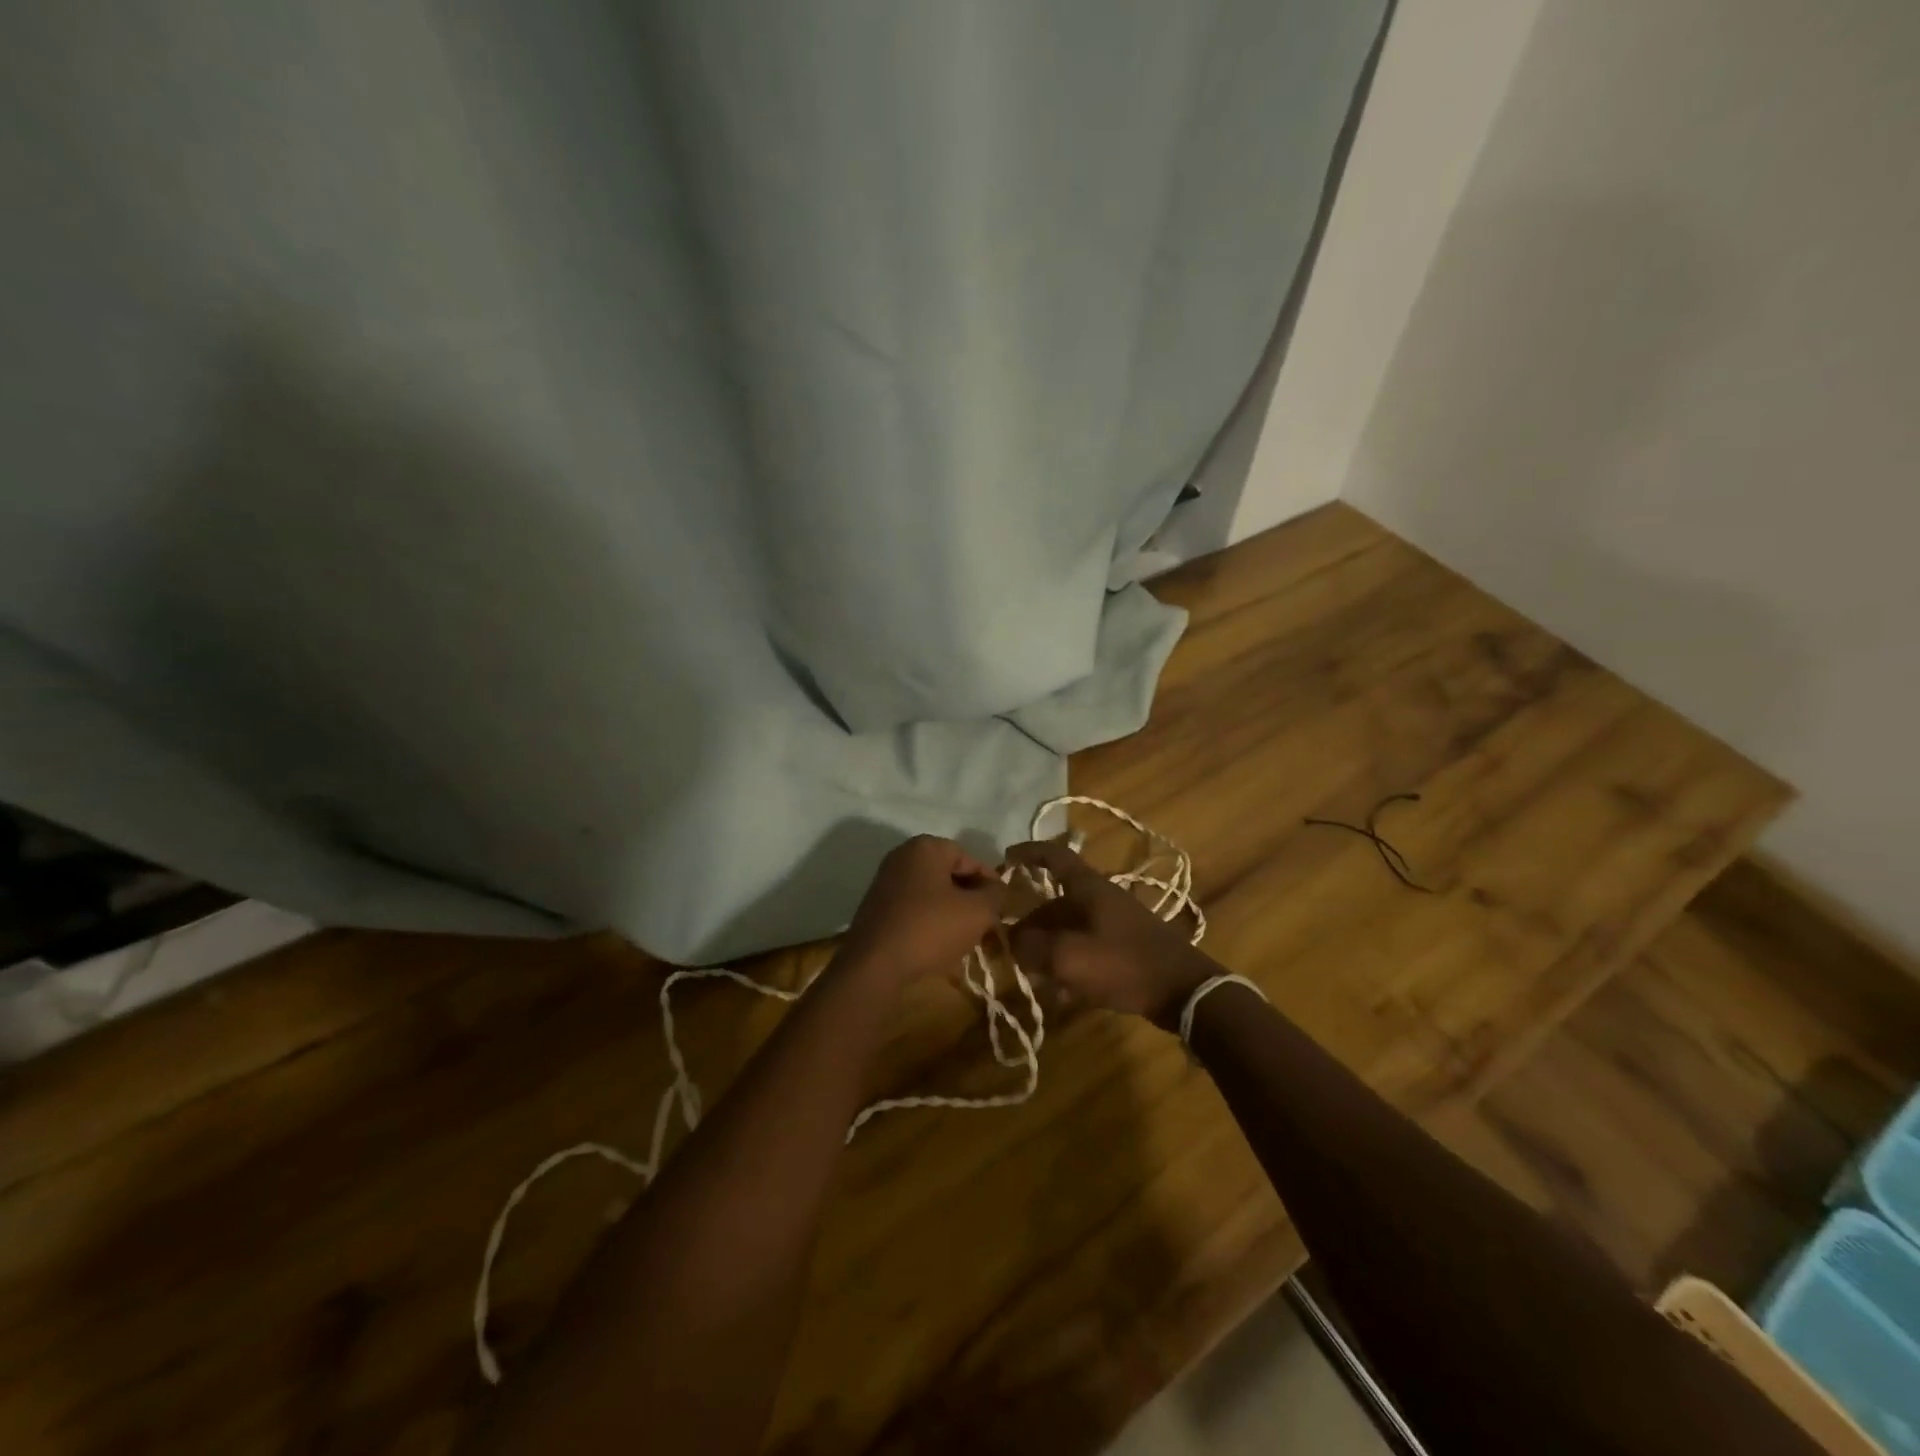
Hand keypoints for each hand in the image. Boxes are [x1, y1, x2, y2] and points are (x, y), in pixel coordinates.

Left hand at [839, 836, 1005, 986]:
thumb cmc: (930, 929)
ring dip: (950, 911)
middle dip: (969, 897)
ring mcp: (885, 881)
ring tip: (964, 937)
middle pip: (948, 874)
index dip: (989, 883)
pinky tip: (938, 943)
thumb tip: (997, 888)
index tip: (1000, 907)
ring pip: (931, 892)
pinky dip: (929, 920)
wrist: (874, 965)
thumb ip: (995, 895)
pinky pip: (913, 908)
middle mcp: (902, 856)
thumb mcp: (977, 912)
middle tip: (985, 922)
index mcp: (926, 847)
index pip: (969, 859)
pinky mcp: (876, 907)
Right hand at [1004, 840, 1218, 1026]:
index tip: (1005, 857)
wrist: (1183, 990)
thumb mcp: (1070, 957)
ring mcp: (1115, 920)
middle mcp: (1100, 897)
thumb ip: (1033, 947)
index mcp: (1088, 888)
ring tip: (1031, 971)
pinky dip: (1068, 958)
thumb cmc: (1124, 964)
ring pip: (1069, 925)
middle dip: (1030, 921)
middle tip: (1011, 946)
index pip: (1054, 856)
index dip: (1028, 853)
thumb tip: (1013, 940)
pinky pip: (1085, 943)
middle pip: (1056, 901)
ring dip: (1047, 944)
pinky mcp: (1124, 944)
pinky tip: (1060, 987)